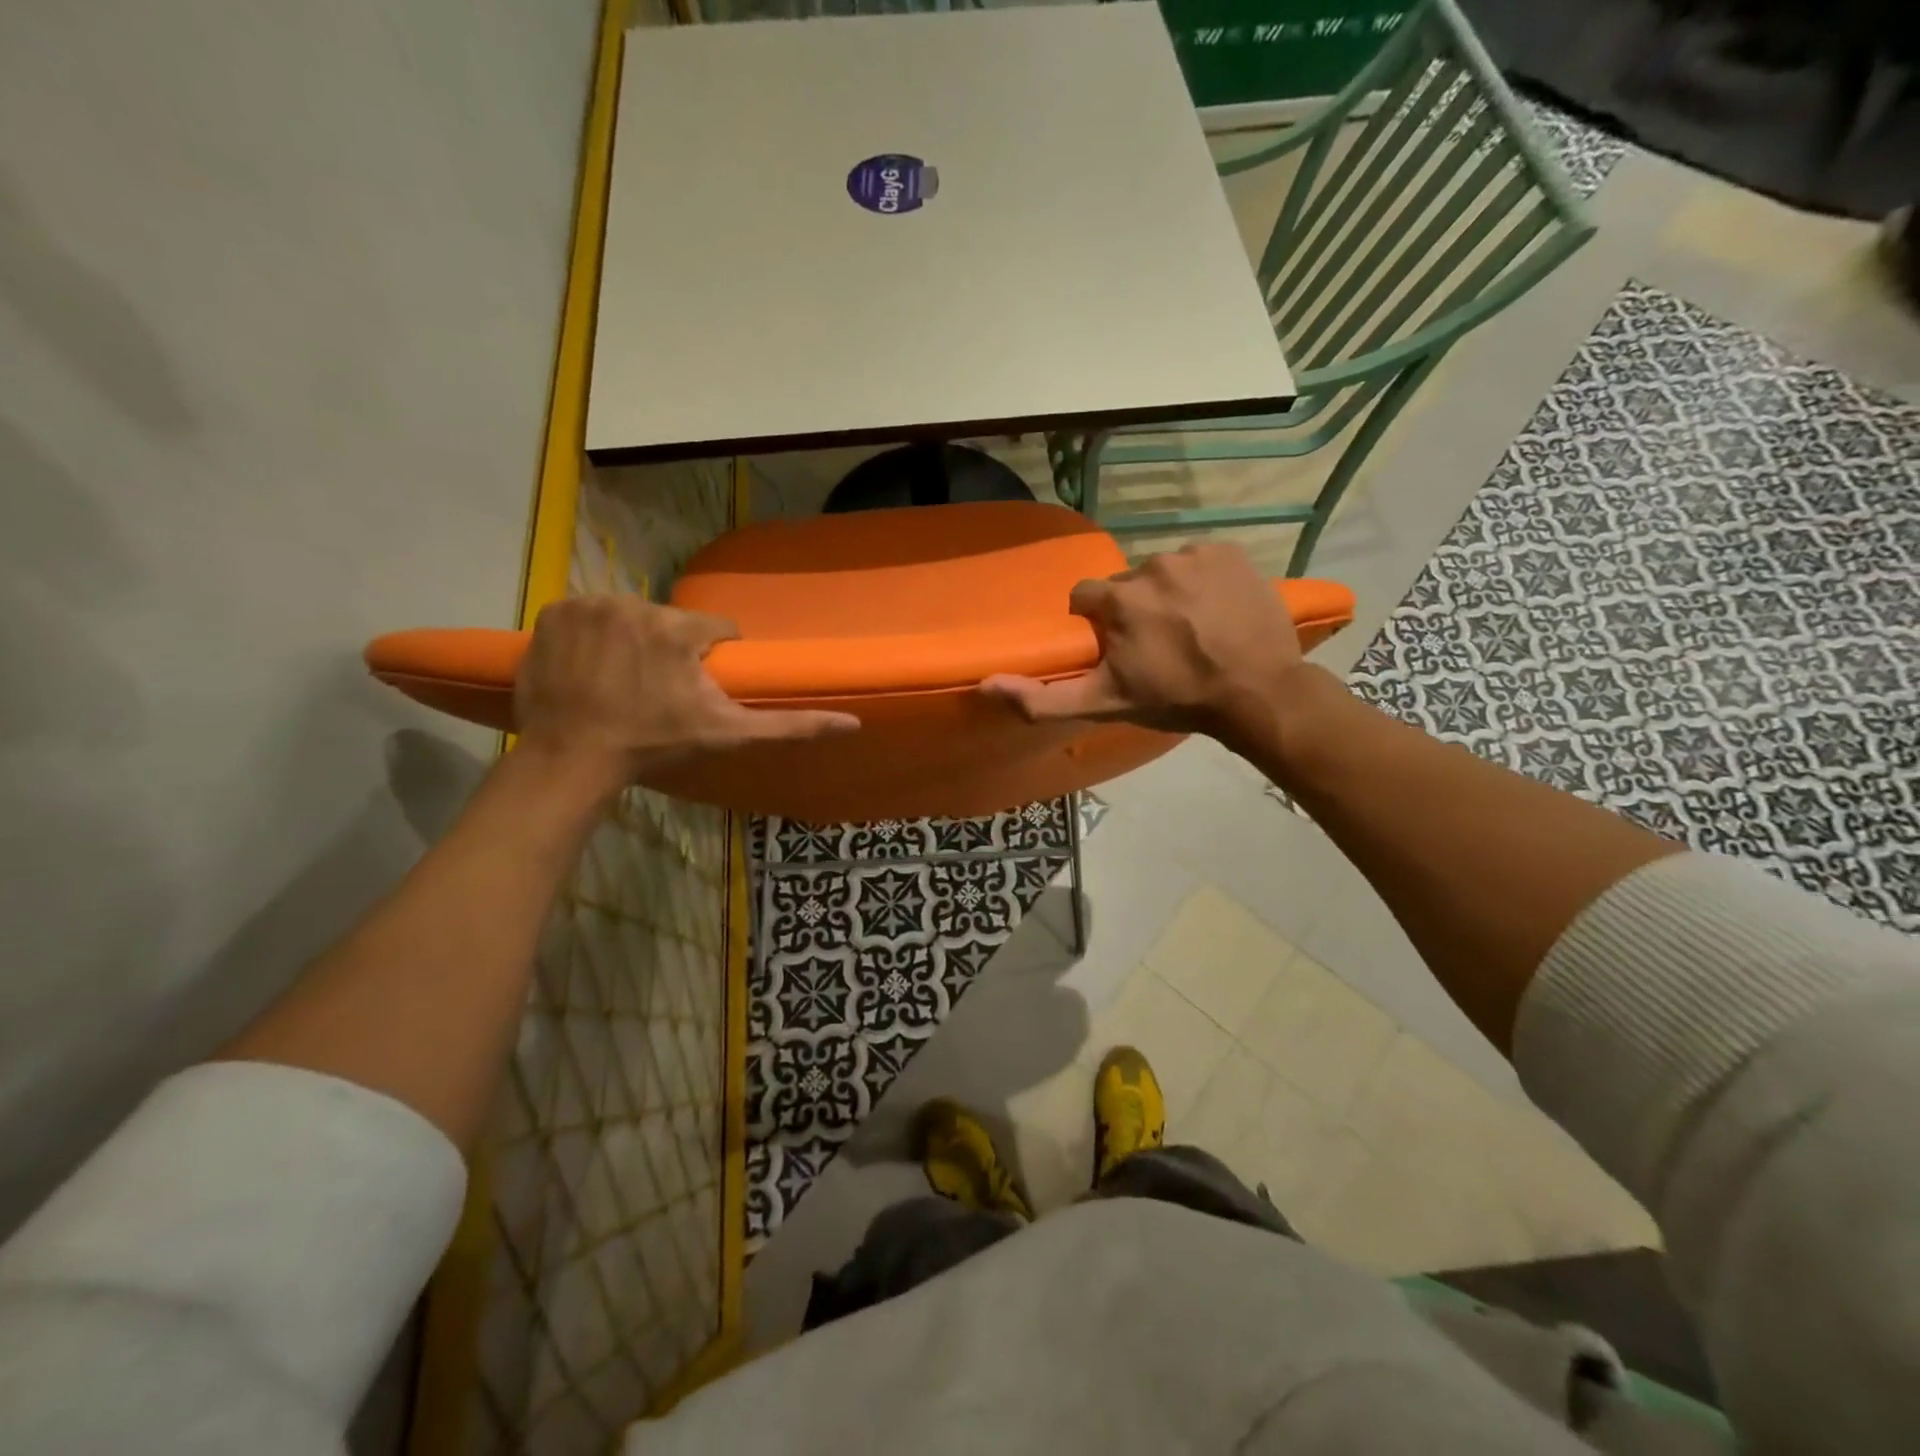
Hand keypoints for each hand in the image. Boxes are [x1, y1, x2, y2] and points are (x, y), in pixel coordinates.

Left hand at [514, 595, 857, 790]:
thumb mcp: (727, 736)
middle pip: (668, 622)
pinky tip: (590, 668)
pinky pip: (587, 615)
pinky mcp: (553, 613)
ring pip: (629, 616)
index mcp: (678, 630)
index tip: (697, 688)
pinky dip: (591, 636)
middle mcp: (634, 605)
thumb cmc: (653, 745)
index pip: (714, 630)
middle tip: (655, 691)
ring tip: (621, 681)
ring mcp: (588, 606)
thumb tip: (852, 722)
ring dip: (631, 641)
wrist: (571, 758)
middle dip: (668, 650)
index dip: (710, 659)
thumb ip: (790, 725)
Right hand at [980, 542, 1306, 743]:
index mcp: (1116, 598)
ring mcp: (1194, 555)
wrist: (1257, 692)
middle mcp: (1150, 565)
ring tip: (1191, 629)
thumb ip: (1043, 698)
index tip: (1117, 649)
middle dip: (1133, 610)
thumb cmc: (1176, 698)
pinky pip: (1200, 560)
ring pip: (1163, 571)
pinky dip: (1202, 581)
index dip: (1097, 625)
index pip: (1086, 598)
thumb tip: (986, 683)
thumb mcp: (1104, 704)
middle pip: (1126, 584)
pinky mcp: (1229, 552)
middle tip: (1158, 645)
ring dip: (1168, 595)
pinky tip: (1216, 610)